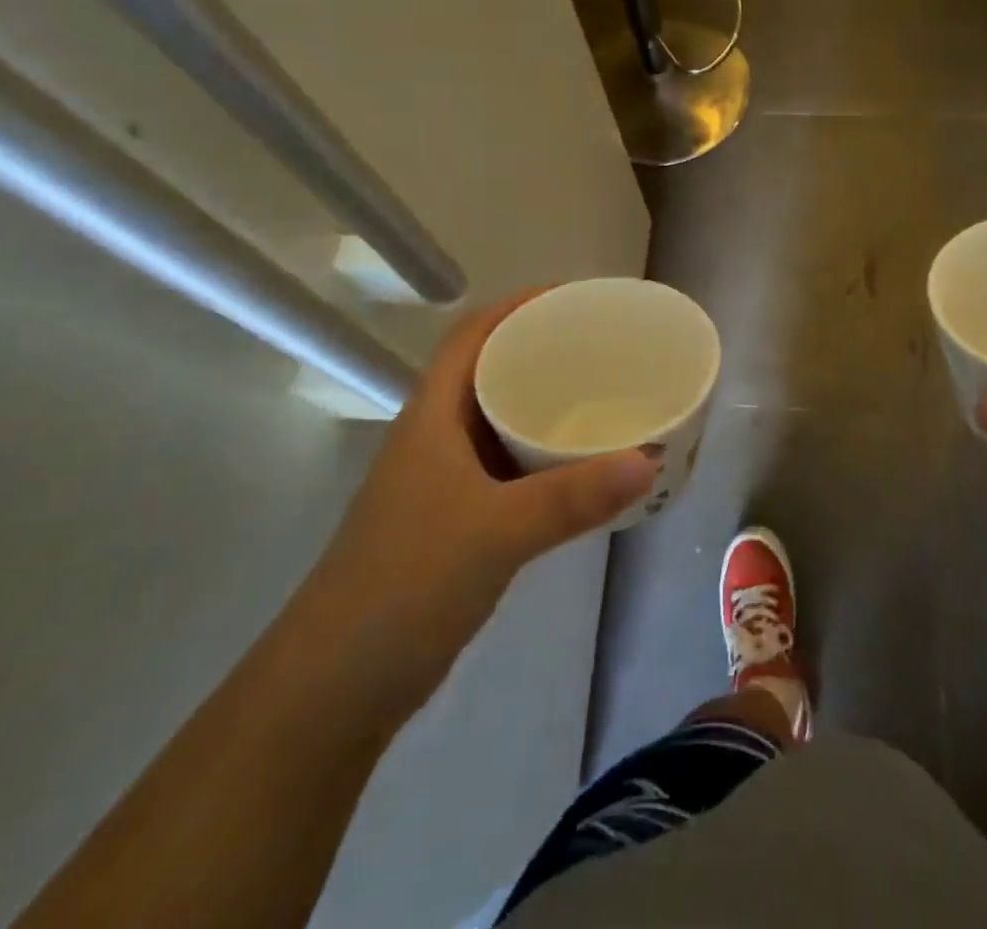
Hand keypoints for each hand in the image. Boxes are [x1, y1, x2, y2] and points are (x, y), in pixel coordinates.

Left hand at [298, 293, 656, 726]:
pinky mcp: (458, 521)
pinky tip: (581, 466)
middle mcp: (436, 438)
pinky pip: (510, 468)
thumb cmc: (405, 585)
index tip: (575, 299)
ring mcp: (445, 482)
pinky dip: (545, 457)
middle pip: (490, 372)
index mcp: (432, 417)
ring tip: (605, 395)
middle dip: (542, 351)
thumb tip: (648, 460)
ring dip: (546, 405)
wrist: (337, 686)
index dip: (517, 306)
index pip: (471, 336)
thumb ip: (572, 497)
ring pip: (501, 422)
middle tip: (604, 346)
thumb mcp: (494, 532)